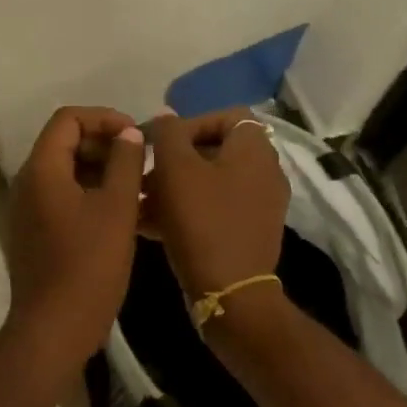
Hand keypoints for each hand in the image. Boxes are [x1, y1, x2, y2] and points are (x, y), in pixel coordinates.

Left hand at [4, 106, 145, 360]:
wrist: (54, 328)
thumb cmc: (89, 266)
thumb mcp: (117, 209)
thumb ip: (125, 163)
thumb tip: (129, 134)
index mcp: (42, 170)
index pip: (68, 119)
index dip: (104, 118)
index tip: (136, 135)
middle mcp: (27, 182)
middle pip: (64, 143)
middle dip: (105, 144)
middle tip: (141, 161)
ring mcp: (27, 209)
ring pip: (66, 172)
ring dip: (101, 171)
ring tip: (138, 186)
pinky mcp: (34, 231)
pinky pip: (62, 196)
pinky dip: (90, 193)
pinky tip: (122, 212)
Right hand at [142, 109, 289, 301]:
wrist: (229, 291)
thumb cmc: (201, 220)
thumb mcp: (175, 168)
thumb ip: (167, 133)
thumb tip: (166, 117)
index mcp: (254, 149)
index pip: (226, 115)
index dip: (190, 123)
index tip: (160, 144)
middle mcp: (265, 172)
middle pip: (214, 150)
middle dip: (174, 160)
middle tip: (145, 176)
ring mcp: (259, 205)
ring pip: (209, 182)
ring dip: (174, 187)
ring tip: (141, 203)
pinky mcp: (249, 231)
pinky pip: (214, 208)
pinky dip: (186, 210)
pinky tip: (152, 226)